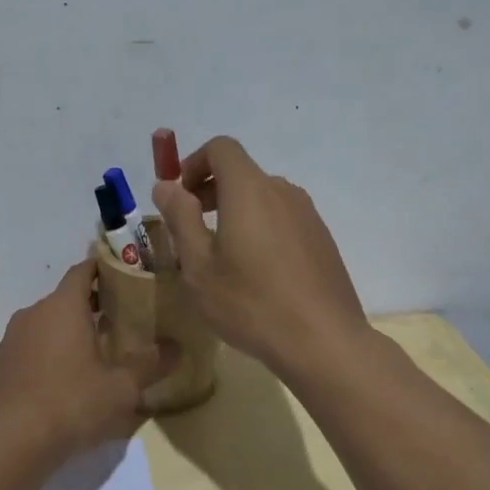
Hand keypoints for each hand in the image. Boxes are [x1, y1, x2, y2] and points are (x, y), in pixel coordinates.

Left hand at [0, 259, 177, 459]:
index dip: (103, 268)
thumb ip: (150, 364)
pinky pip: (32, 347)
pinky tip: (66, 379)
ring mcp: (12, 339)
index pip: (83, 270)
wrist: (8, 442)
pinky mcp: (1, 364)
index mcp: (63, 306)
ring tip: (97, 350)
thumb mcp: (120, 388)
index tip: (125, 273)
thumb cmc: (70, 403)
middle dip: (92, 304)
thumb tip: (177, 348)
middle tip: (122, 317)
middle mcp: (34, 313)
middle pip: (66, 298)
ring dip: (70, 330)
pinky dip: (50, 352)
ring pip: (47, 323)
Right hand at [151, 136, 368, 379]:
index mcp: (250, 189)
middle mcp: (283, 191)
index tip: (178, 197)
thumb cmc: (250, 303)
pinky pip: (283, 219)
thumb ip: (180, 218)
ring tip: (221, 256)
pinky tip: (256, 273)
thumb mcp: (199, 265)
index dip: (193, 163)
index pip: (221, 148)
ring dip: (235, 212)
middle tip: (190, 229)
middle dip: (210, 190)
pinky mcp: (322, 239)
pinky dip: (260, 228)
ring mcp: (308, 215)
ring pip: (263, 198)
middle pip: (242, 172)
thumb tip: (166, 185)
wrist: (323, 341)